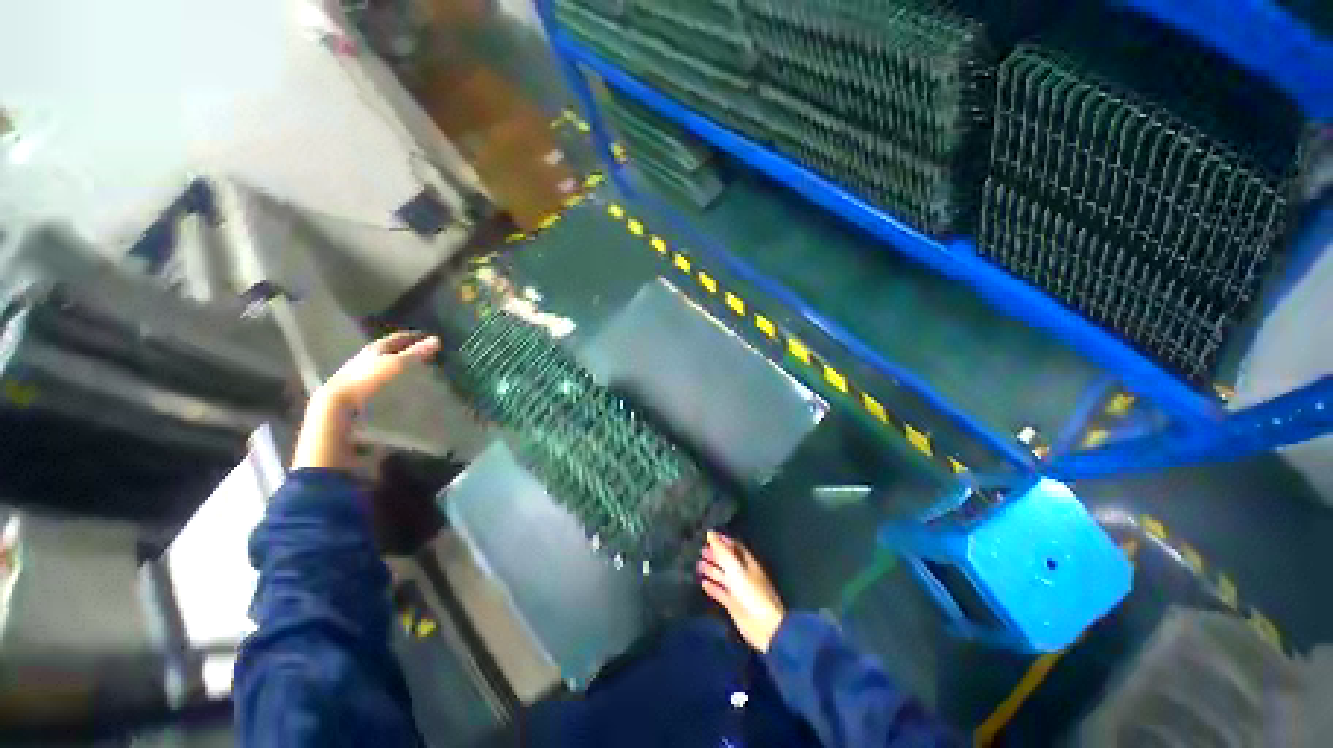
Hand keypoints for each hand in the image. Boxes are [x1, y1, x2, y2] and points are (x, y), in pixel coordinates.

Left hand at [318, 332, 441, 410]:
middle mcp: (368, 355)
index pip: (398, 337)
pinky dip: (391, 373)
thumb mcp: (398, 364)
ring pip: (384, 360)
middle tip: (424, 351)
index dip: (413, 336)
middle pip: (390, 348)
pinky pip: (379, 373)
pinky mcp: (358, 384)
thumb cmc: (370, 379)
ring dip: (398, 361)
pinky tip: (396, 380)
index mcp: (377, 347)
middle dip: (407, 348)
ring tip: (412, 366)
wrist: (338, 401)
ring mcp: (361, 370)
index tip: (427, 336)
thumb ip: (417, 352)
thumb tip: (437, 339)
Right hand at [698, 530, 786, 652]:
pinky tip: (703, 584)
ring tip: (698, 565)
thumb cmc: (750, 591)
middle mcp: (743, 573)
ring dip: (711, 570)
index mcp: (747, 562)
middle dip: (715, 555)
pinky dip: (712, 587)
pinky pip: (721, 592)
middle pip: (727, 561)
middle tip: (701, 551)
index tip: (709, 536)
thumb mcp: (734, 567)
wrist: (763, 624)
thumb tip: (710, 532)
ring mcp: (739, 589)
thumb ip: (721, 550)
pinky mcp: (734, 604)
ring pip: (723, 576)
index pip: (734, 546)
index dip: (722, 541)